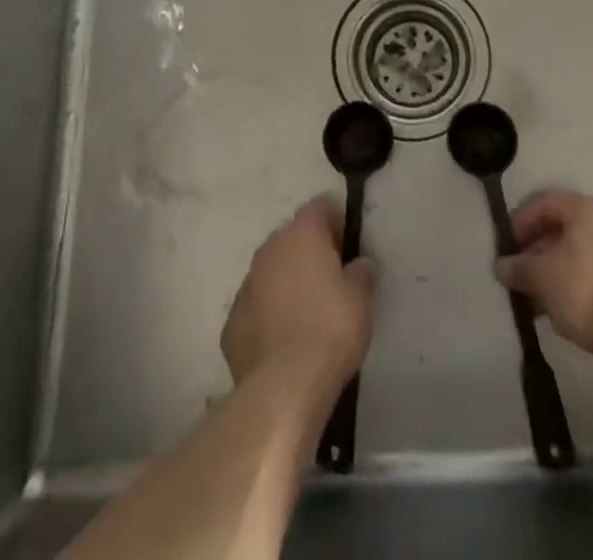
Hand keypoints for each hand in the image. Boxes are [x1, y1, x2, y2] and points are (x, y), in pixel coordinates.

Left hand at [221, 198, 376, 397]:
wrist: (283, 386)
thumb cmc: (330, 329)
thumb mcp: (361, 299)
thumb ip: (361, 273)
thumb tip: (360, 264)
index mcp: (301, 235)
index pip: (320, 207)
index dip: (336, 221)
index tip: (348, 245)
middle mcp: (269, 250)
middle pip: (292, 238)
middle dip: (309, 252)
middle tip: (331, 278)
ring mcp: (246, 286)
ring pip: (270, 272)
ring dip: (286, 282)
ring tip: (307, 312)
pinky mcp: (231, 323)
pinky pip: (256, 307)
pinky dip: (268, 314)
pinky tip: (284, 340)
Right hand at [497, 189, 592, 372]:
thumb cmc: (583, 290)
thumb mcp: (541, 277)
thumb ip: (518, 267)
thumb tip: (502, 266)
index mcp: (590, 209)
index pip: (547, 203)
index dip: (522, 220)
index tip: (507, 243)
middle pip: (569, 228)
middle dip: (542, 248)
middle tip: (523, 269)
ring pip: (588, 253)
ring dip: (563, 268)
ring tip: (542, 294)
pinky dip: (584, 284)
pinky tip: (569, 308)